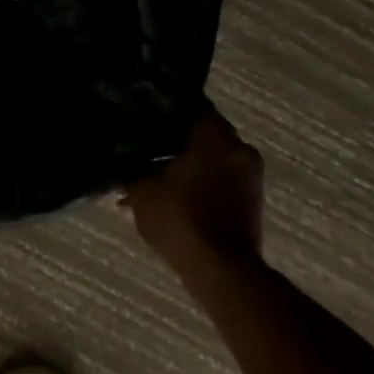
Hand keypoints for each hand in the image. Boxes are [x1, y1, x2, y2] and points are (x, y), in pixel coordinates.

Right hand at [124, 106, 264, 265]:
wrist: (221, 270)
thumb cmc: (180, 218)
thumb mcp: (141, 188)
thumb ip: (131, 165)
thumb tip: (120, 153)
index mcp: (212, 133)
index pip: (188, 103)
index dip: (164, 107)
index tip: (144, 114)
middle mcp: (237, 145)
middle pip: (202, 130)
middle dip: (176, 137)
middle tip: (147, 145)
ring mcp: (250, 172)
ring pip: (213, 154)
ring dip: (189, 161)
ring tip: (158, 173)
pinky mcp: (253, 197)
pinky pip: (223, 175)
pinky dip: (203, 179)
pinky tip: (176, 193)